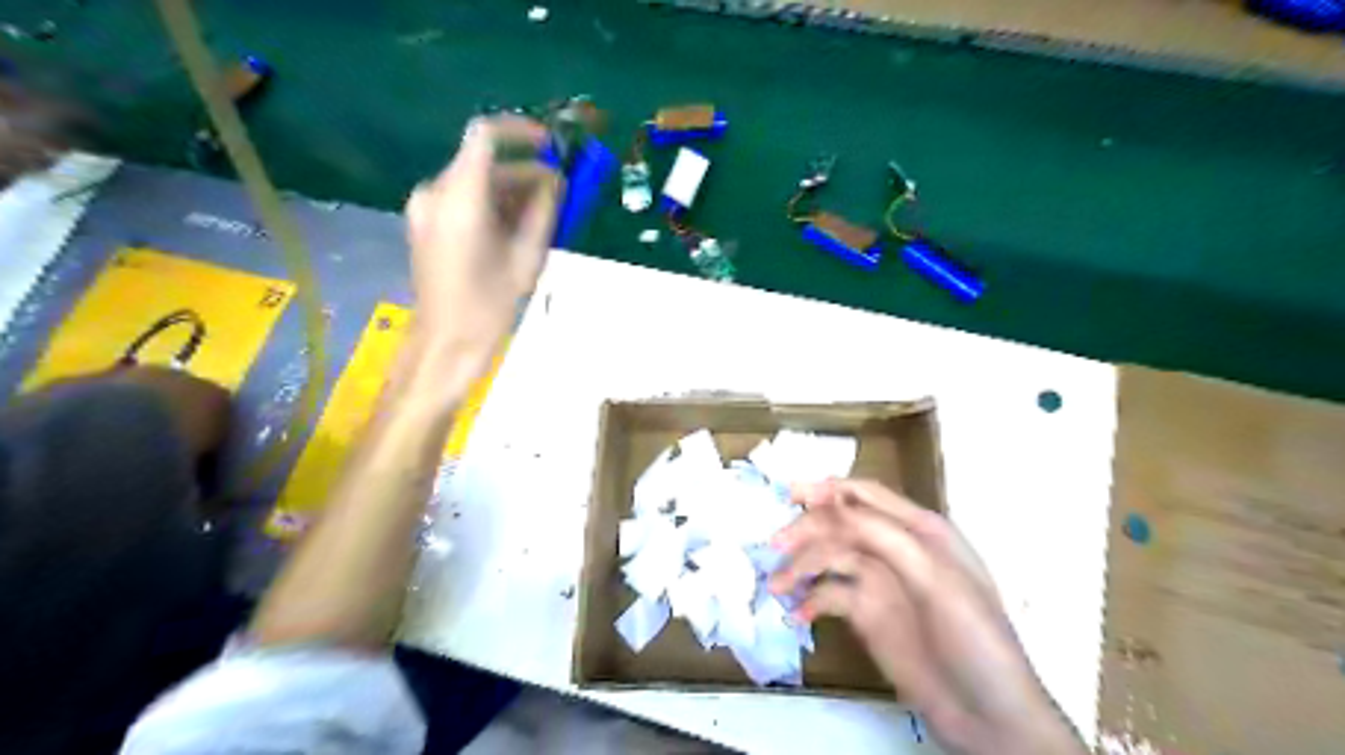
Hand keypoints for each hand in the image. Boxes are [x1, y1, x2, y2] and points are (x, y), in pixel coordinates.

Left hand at [403, 111, 564, 367]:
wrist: (447, 342)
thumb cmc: (490, 305)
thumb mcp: (527, 257)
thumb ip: (544, 210)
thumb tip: (557, 180)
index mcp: (459, 198)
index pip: (485, 135)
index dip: (521, 132)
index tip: (551, 145)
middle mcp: (435, 192)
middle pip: (484, 163)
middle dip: (525, 172)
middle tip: (561, 195)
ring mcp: (426, 207)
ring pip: (476, 181)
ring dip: (511, 191)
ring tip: (544, 217)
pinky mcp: (426, 223)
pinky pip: (465, 199)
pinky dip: (493, 204)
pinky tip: (517, 229)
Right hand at [766, 481, 1077, 750]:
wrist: (988, 716)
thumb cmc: (973, 637)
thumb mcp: (933, 578)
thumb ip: (882, 534)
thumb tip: (831, 499)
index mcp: (920, 530)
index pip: (867, 496)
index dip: (829, 490)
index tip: (791, 495)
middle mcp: (895, 549)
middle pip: (841, 525)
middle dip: (807, 531)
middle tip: (774, 547)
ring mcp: (880, 583)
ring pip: (830, 559)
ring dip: (800, 569)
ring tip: (776, 588)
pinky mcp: (867, 615)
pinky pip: (831, 596)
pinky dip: (810, 601)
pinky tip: (797, 615)